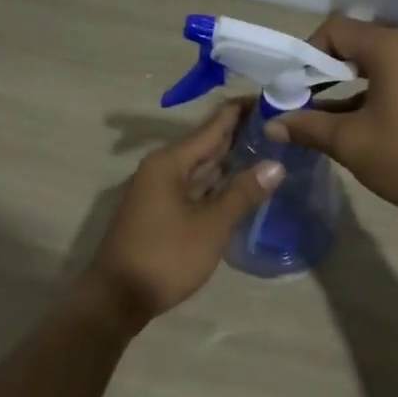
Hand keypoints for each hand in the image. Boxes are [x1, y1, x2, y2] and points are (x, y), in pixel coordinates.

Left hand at [82, 101, 283, 327]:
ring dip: (230, 160)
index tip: (273, 99)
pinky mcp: (161, 212)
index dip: (242, 111)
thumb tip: (276, 165)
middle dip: (241, 134)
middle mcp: (163, 168)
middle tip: (280, 125)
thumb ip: (243, 193)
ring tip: (268, 149)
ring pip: (201, 167)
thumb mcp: (211, 225)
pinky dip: (218, 183)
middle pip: (207, 144)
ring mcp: (160, 191)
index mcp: (171, 162)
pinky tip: (241, 184)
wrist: (118, 297)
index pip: (213, 125)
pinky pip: (195, 187)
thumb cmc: (166, 256)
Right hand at [265, 14, 397, 223]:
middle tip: (301, 100)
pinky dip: (368, 94)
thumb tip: (271, 124)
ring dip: (344, 86)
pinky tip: (354, 125)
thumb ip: (308, 127)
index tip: (291, 87)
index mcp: (389, 47)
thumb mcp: (350, 143)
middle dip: (322, 70)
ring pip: (373, 65)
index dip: (305, 54)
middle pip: (353, 43)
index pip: (334, 29)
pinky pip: (393, 79)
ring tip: (321, 118)